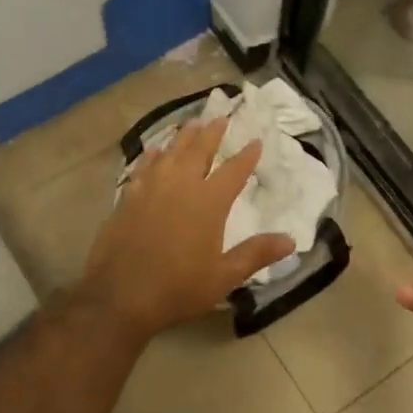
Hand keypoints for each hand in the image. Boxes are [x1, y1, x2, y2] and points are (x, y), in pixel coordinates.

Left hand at [75, 116, 295, 343]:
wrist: (120, 295)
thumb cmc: (178, 288)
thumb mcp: (224, 276)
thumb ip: (256, 254)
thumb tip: (291, 240)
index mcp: (208, 202)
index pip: (233, 171)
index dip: (246, 155)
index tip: (256, 140)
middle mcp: (181, 185)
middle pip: (199, 150)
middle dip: (212, 133)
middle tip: (221, 117)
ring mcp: (151, 188)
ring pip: (171, 152)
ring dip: (184, 137)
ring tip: (193, 124)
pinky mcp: (128, 197)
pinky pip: (144, 166)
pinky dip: (153, 155)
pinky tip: (155, 151)